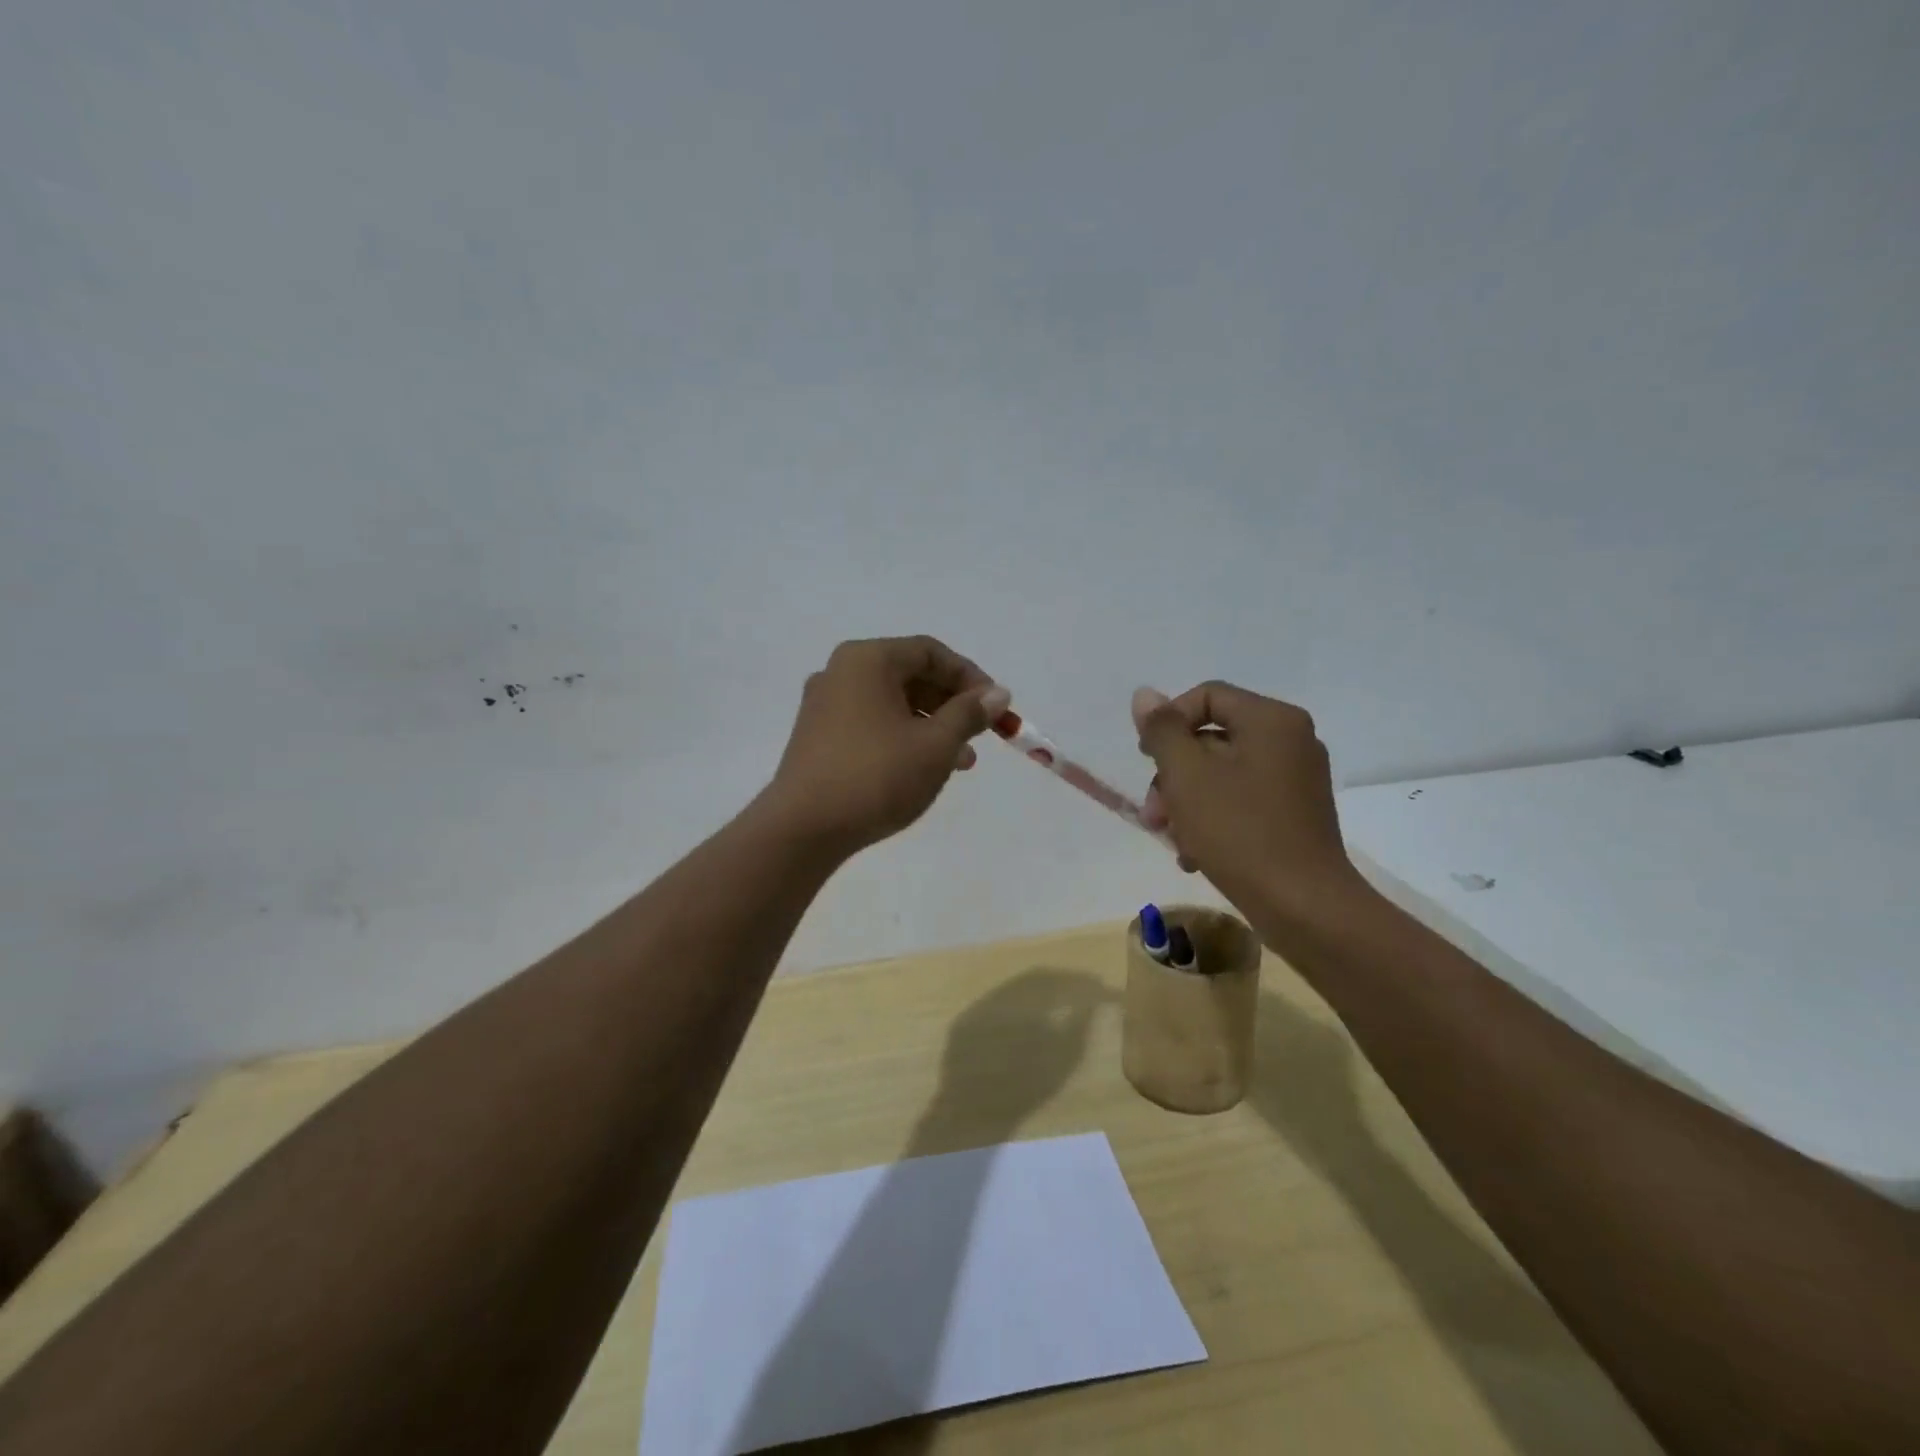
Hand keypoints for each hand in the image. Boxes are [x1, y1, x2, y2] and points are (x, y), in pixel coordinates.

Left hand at [762, 636, 1009, 855]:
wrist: (803, 829)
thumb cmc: (876, 776)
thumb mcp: (935, 745)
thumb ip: (969, 713)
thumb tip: (998, 693)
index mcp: (868, 660)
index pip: (930, 652)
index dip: (970, 677)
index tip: (995, 707)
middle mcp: (841, 672)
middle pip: (910, 675)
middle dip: (952, 705)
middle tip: (981, 735)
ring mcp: (825, 705)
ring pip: (893, 704)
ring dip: (932, 726)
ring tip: (962, 762)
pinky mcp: (818, 737)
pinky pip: (872, 724)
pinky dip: (903, 738)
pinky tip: (924, 770)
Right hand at [1133, 681, 1363, 917]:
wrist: (1304, 907)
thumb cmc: (1240, 831)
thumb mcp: (1187, 775)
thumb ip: (1162, 731)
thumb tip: (1145, 694)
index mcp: (1271, 720)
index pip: (1206, 697)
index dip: (1167, 722)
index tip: (1146, 760)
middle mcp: (1290, 741)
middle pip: (1212, 739)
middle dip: (1172, 775)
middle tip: (1153, 815)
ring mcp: (1297, 780)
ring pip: (1222, 775)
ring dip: (1186, 803)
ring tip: (1172, 841)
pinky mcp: (1296, 815)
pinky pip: (1242, 801)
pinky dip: (1214, 820)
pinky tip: (1195, 855)